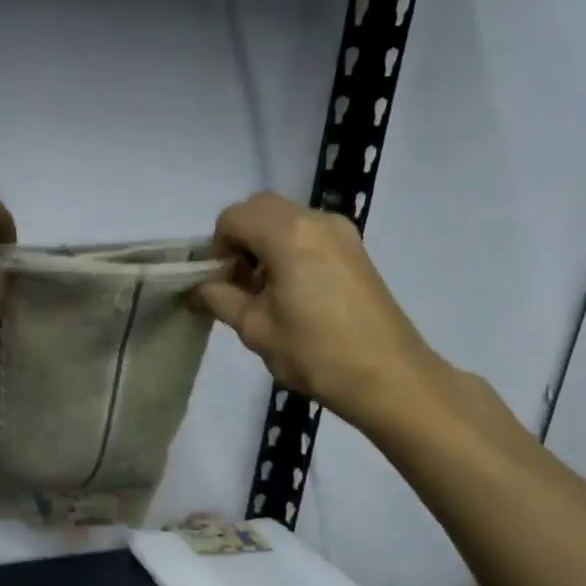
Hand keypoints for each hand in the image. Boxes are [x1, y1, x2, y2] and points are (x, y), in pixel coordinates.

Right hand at [197, 192, 445, 429]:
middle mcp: (316, 220)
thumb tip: (199, 289)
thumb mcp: (254, 328)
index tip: (220, 284)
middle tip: (238, 283)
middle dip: (239, 239)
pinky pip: (308, 233)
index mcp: (288, 234)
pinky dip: (287, 250)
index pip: (232, 217)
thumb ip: (220, 298)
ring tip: (263, 292)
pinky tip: (290, 293)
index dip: (217, 248)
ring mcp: (341, 233)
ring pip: (285, 219)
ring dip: (263, 245)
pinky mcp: (355, 250)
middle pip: (260, 208)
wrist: (387, 377)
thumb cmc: (313, 352)